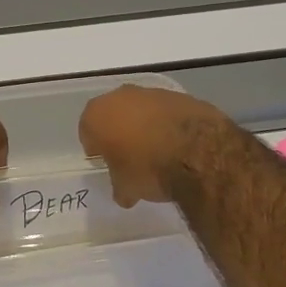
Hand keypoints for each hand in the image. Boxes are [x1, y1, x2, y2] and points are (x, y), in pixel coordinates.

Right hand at [79, 85, 232, 207]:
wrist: (198, 153)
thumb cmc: (148, 168)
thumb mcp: (126, 187)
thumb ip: (120, 185)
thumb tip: (124, 193)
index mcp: (97, 114)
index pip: (87, 131)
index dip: (96, 148)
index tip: (106, 162)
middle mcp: (121, 96)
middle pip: (114, 115)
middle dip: (119, 132)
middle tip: (129, 156)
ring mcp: (153, 93)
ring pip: (141, 110)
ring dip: (145, 126)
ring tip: (158, 152)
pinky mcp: (181, 96)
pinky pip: (167, 112)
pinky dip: (169, 124)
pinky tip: (178, 145)